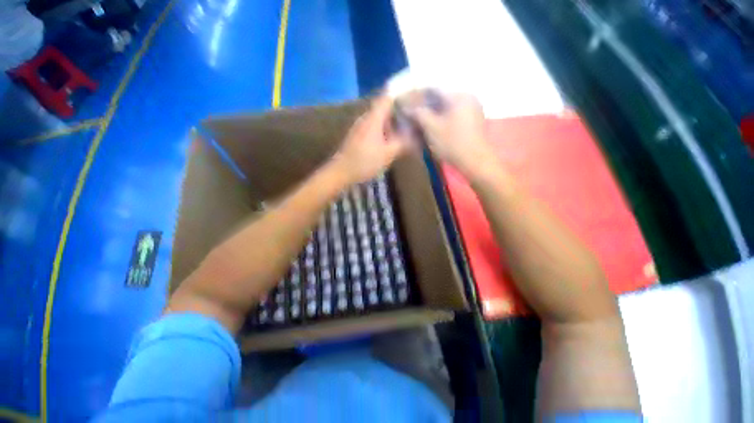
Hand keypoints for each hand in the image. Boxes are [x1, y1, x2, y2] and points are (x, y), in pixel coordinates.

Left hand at [331, 96, 409, 183]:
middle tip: (415, 117)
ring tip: (407, 129)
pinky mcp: (358, 136)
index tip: (415, 98)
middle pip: (385, 108)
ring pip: (380, 119)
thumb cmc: (364, 161)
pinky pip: (375, 128)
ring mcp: (361, 127)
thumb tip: (416, 137)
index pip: (388, 97)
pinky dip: (385, 131)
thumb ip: (403, 143)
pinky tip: (392, 140)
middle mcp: (366, 118)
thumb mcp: (387, 154)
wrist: (341, 172)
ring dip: (393, 123)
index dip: (402, 95)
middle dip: (400, 111)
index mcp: (373, 118)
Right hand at [404, 91, 494, 177]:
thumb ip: (419, 114)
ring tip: (421, 123)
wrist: (475, 161)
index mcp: (459, 96)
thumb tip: (407, 107)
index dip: (418, 97)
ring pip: (448, 108)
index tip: (407, 104)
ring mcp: (473, 110)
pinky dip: (443, 119)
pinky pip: (454, 115)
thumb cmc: (452, 143)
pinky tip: (435, 128)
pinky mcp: (473, 122)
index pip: (434, 90)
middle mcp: (468, 98)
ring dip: (434, 114)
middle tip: (413, 115)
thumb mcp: (432, 128)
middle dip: (426, 107)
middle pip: (441, 99)